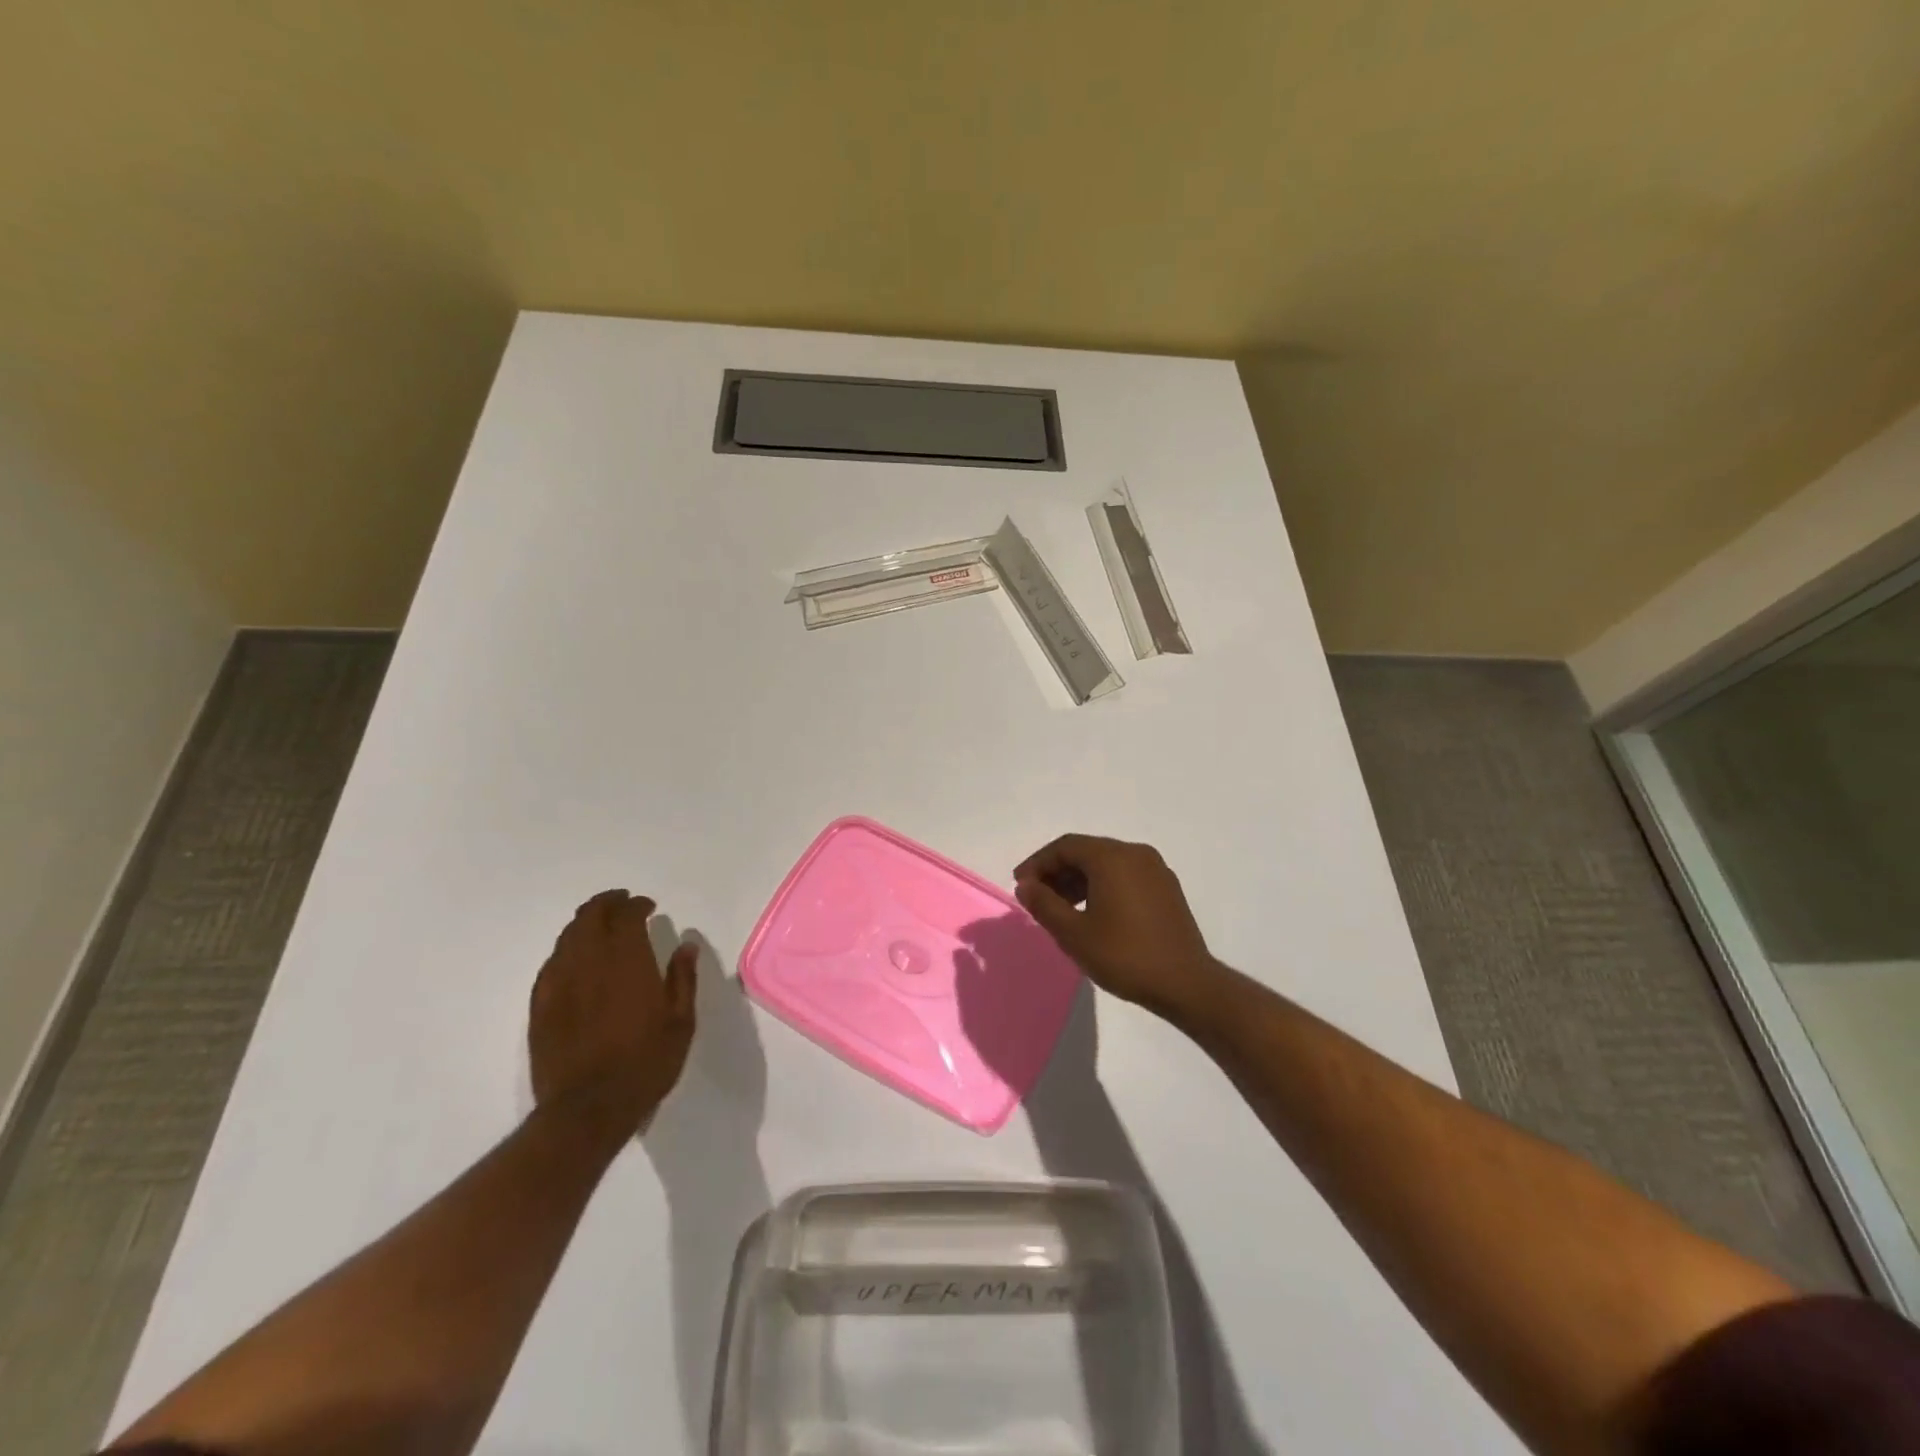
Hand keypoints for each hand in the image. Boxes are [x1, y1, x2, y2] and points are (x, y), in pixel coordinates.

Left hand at [529, 889, 696, 1147]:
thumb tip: (686, 945)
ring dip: (585, 923)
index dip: (636, 905)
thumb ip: (682, 979)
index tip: (648, 906)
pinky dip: (567, 950)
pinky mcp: (540, 1005)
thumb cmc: (644, 1064)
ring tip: (601, 927)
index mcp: (627, 962)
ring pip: (567, 936)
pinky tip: (577, 960)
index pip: (626, 916)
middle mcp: (589, 963)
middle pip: (590, 916)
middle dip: (607, 904)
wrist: (586, 1110)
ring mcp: (559, 983)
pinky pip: (551, 963)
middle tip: (623, 904)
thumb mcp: (680, 1022)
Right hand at [1013, 834, 1222, 1017]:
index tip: (1020, 886)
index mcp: (1112, 857)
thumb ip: (1044, 904)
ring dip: (1078, 880)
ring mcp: (1155, 870)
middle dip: (1057, 872)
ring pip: (1106, 864)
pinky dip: (1101, 886)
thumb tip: (1026, 885)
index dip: (1037, 863)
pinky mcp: (1166, 888)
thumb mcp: (1074, 933)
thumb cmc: (1124, 956)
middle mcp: (1135, 853)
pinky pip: (1125, 876)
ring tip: (1060, 909)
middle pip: (1086, 852)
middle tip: (1036, 898)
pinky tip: (1092, 913)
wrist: (1186, 984)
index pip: (1065, 847)